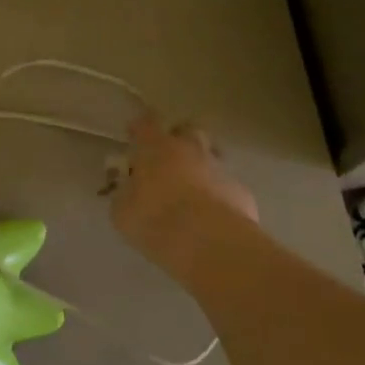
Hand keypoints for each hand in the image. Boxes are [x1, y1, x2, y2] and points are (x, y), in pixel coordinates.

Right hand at [111, 112, 258, 269]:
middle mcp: (190, 149)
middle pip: (188, 129)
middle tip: (169, 158)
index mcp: (156, 147)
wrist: (209, 242)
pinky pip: (226, 186)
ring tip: (192, 190)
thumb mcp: (123, 211)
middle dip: (180, 138)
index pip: (146, 122)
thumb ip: (125, 195)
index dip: (140, 127)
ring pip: (212, 156)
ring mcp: (219, 168)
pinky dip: (218, 195)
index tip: (134, 135)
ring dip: (201, 166)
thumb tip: (129, 191)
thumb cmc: (155, 219)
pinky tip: (212, 216)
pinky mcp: (241, 191)